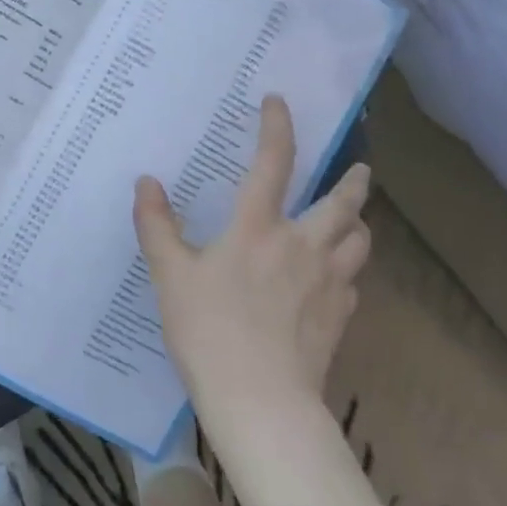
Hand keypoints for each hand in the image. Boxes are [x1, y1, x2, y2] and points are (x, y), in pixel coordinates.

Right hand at [134, 95, 370, 411]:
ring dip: (358, 226)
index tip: (279, 102)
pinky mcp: (340, 318)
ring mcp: (327, 283)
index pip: (273, 163)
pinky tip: (334, 282)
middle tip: (360, 170)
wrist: (261, 403)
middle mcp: (301, 246)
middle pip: (343, 203)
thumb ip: (156, 225)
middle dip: (354, 182)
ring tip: (352, 223)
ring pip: (360, 242)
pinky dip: (347, 272)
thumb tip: (146, 182)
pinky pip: (352, 284)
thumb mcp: (170, 276)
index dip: (277, 127)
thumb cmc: (208, 331)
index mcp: (258, 228)